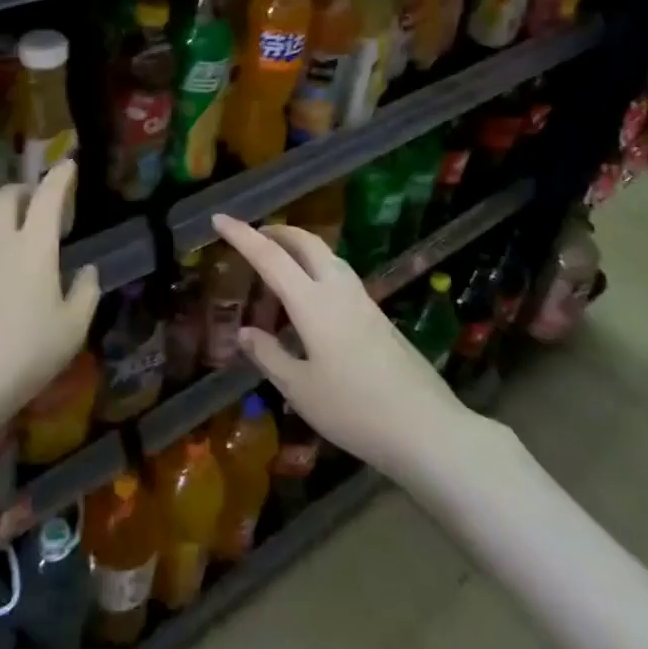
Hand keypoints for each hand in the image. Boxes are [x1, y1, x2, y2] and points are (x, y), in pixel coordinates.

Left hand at [0, 161, 99, 438]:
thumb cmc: (24, 353)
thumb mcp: (71, 330)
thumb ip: (85, 293)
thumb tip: (88, 270)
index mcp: (33, 246)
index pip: (47, 197)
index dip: (59, 177)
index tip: (67, 164)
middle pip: (4, 197)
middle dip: (21, 190)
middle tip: (34, 201)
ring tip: (11, 241)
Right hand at [222, 215, 470, 477]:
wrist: (428, 430)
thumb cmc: (355, 411)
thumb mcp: (300, 390)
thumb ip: (269, 356)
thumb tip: (245, 332)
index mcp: (312, 303)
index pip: (270, 257)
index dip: (242, 235)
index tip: (219, 218)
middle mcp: (338, 290)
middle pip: (306, 242)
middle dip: (277, 231)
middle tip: (253, 236)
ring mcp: (363, 301)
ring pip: (327, 255)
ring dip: (299, 247)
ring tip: (279, 261)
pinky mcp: (378, 317)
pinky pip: (339, 275)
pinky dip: (316, 268)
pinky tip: (311, 299)